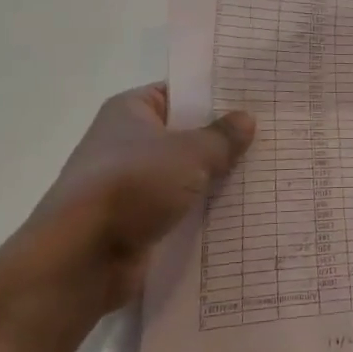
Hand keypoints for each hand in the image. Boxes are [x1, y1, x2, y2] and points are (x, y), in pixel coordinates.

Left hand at [0, 84, 254, 341]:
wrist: (80, 259)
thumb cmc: (133, 185)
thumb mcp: (190, 153)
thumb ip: (222, 137)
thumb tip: (246, 119)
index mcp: (131, 110)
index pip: (180, 92)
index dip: (216, 96)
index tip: (256, 99)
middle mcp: (126, 143)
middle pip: (185, 135)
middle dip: (222, 141)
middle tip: (272, 138)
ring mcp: (129, 185)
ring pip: (184, 176)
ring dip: (215, 180)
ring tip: (267, 175)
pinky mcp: (135, 223)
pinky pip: (178, 210)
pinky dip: (202, 213)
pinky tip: (242, 213)